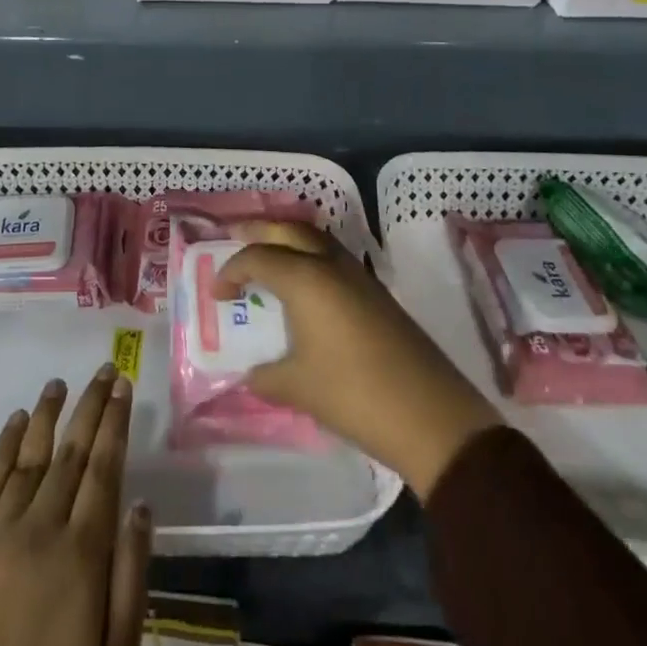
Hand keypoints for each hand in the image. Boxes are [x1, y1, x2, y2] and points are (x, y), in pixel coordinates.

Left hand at [0, 364, 151, 645]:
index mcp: (83, 550)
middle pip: (71, 451)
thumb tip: (142, 505)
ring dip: (47, 414)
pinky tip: (16, 422)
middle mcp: (42, 525)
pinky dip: (4, 445)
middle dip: (90, 406)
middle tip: (103, 370)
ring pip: (30, 456)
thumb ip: (132, 574)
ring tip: (59, 382)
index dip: (115, 422)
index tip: (123, 385)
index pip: (104, 467)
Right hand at [216, 221, 500, 498]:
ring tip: (269, 258)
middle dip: (259, 231)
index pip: (257, 257)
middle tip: (236, 240)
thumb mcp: (297, 388)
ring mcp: (359, 276)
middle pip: (289, 230)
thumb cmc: (353, 395)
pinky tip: (306, 288)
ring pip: (316, 239)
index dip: (230, 270)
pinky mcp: (377, 293)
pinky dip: (311, 259)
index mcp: (305, 279)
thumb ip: (265, 376)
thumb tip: (252, 372)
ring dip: (289, 241)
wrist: (430, 415)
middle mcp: (330, 265)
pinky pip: (334, 259)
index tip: (216, 293)